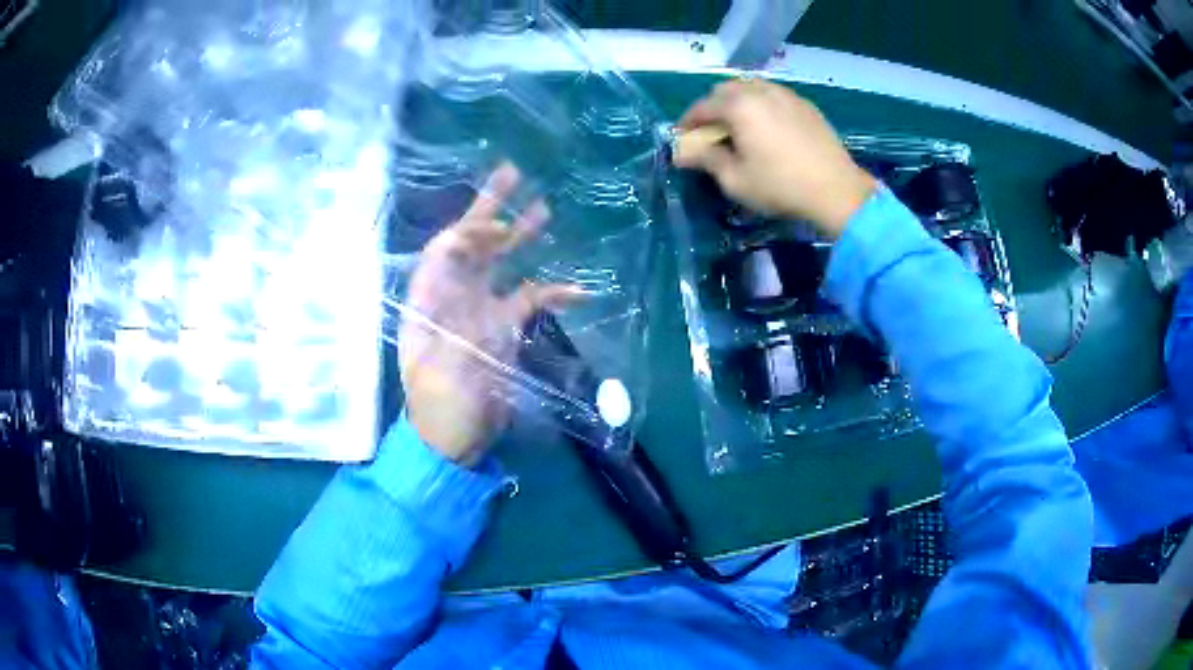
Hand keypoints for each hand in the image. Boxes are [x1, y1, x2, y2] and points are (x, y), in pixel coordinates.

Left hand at [399, 165, 579, 465]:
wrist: (455, 439)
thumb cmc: (437, 405)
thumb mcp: (434, 362)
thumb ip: (445, 310)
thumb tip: (454, 264)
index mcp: (429, 299)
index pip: (444, 250)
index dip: (467, 229)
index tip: (496, 219)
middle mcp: (454, 295)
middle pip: (472, 245)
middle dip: (490, 210)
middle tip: (512, 174)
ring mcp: (482, 310)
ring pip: (502, 263)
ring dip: (520, 237)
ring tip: (543, 208)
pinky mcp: (505, 328)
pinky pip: (531, 299)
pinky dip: (553, 291)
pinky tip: (578, 288)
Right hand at [675, 80, 876, 238]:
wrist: (836, 190)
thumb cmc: (780, 186)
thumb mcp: (735, 179)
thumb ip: (706, 159)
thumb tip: (682, 153)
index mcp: (739, 105)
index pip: (702, 107)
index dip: (687, 123)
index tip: (682, 139)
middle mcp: (760, 91)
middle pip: (726, 90)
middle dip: (713, 108)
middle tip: (712, 133)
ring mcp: (786, 95)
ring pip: (751, 88)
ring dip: (738, 103)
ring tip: (740, 128)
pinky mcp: (806, 105)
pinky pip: (774, 96)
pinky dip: (762, 105)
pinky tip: (767, 128)